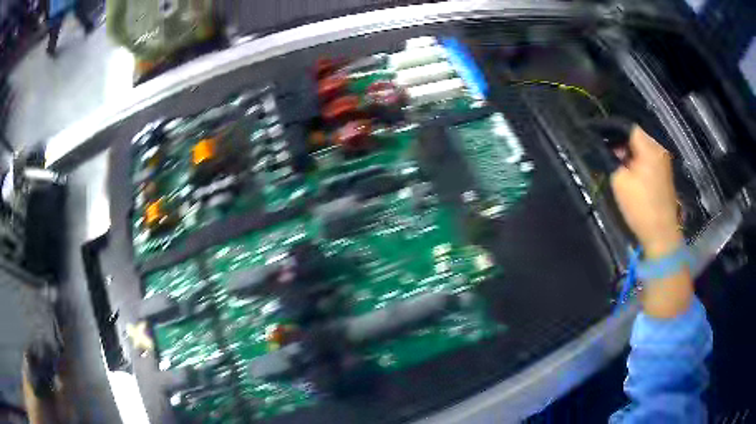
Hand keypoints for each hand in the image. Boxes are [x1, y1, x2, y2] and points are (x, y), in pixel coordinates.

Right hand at [610, 126, 682, 258]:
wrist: (661, 234)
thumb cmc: (640, 206)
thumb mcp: (619, 180)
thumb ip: (610, 159)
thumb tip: (605, 148)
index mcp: (649, 147)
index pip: (627, 127)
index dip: (611, 129)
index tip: (597, 135)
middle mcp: (659, 150)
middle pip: (636, 137)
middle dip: (620, 142)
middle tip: (605, 153)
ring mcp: (664, 163)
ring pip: (642, 149)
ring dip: (628, 153)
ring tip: (616, 165)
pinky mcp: (665, 175)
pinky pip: (648, 160)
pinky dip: (637, 162)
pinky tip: (629, 174)